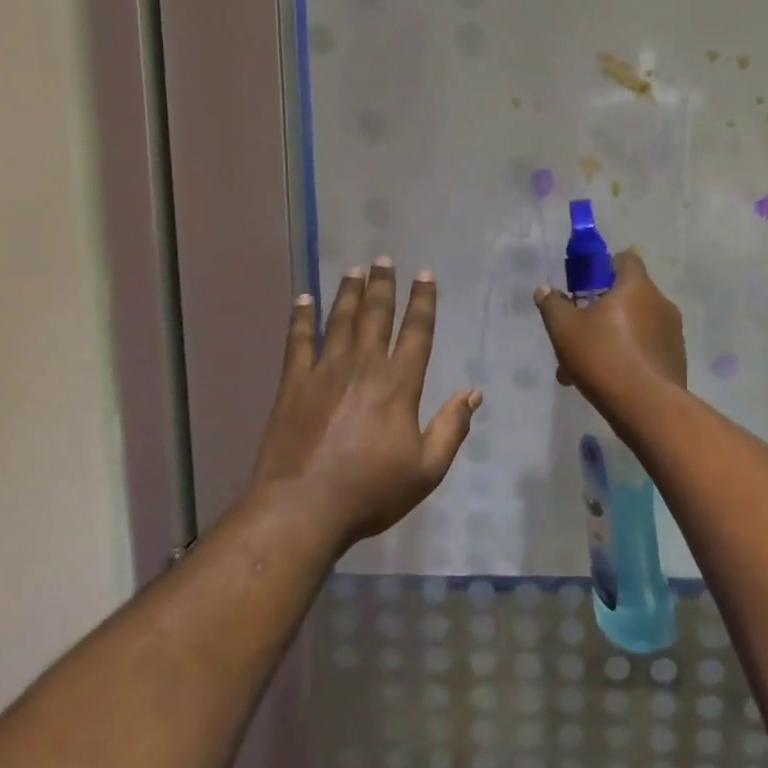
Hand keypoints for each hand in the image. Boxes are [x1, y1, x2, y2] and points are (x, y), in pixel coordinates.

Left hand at [250, 258, 480, 552]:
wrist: (302, 508)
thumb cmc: (371, 491)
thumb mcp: (427, 469)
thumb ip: (452, 427)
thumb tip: (474, 393)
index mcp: (399, 384)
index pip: (416, 332)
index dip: (423, 301)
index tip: (425, 275)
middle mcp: (364, 366)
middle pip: (376, 315)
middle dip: (383, 285)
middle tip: (384, 259)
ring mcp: (325, 372)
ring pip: (340, 320)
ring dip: (349, 293)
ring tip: (355, 269)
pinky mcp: (293, 385)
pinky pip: (298, 342)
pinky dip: (301, 318)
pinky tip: (303, 299)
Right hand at [534, 250, 686, 413]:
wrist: (647, 407)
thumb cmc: (603, 356)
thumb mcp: (565, 329)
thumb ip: (553, 305)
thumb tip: (545, 290)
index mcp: (637, 286)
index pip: (625, 259)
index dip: (603, 267)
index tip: (585, 287)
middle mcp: (661, 303)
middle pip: (628, 296)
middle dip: (601, 311)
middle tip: (578, 333)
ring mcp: (672, 333)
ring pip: (635, 327)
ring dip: (612, 338)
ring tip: (584, 367)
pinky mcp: (676, 360)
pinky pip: (646, 349)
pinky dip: (628, 357)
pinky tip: (607, 382)